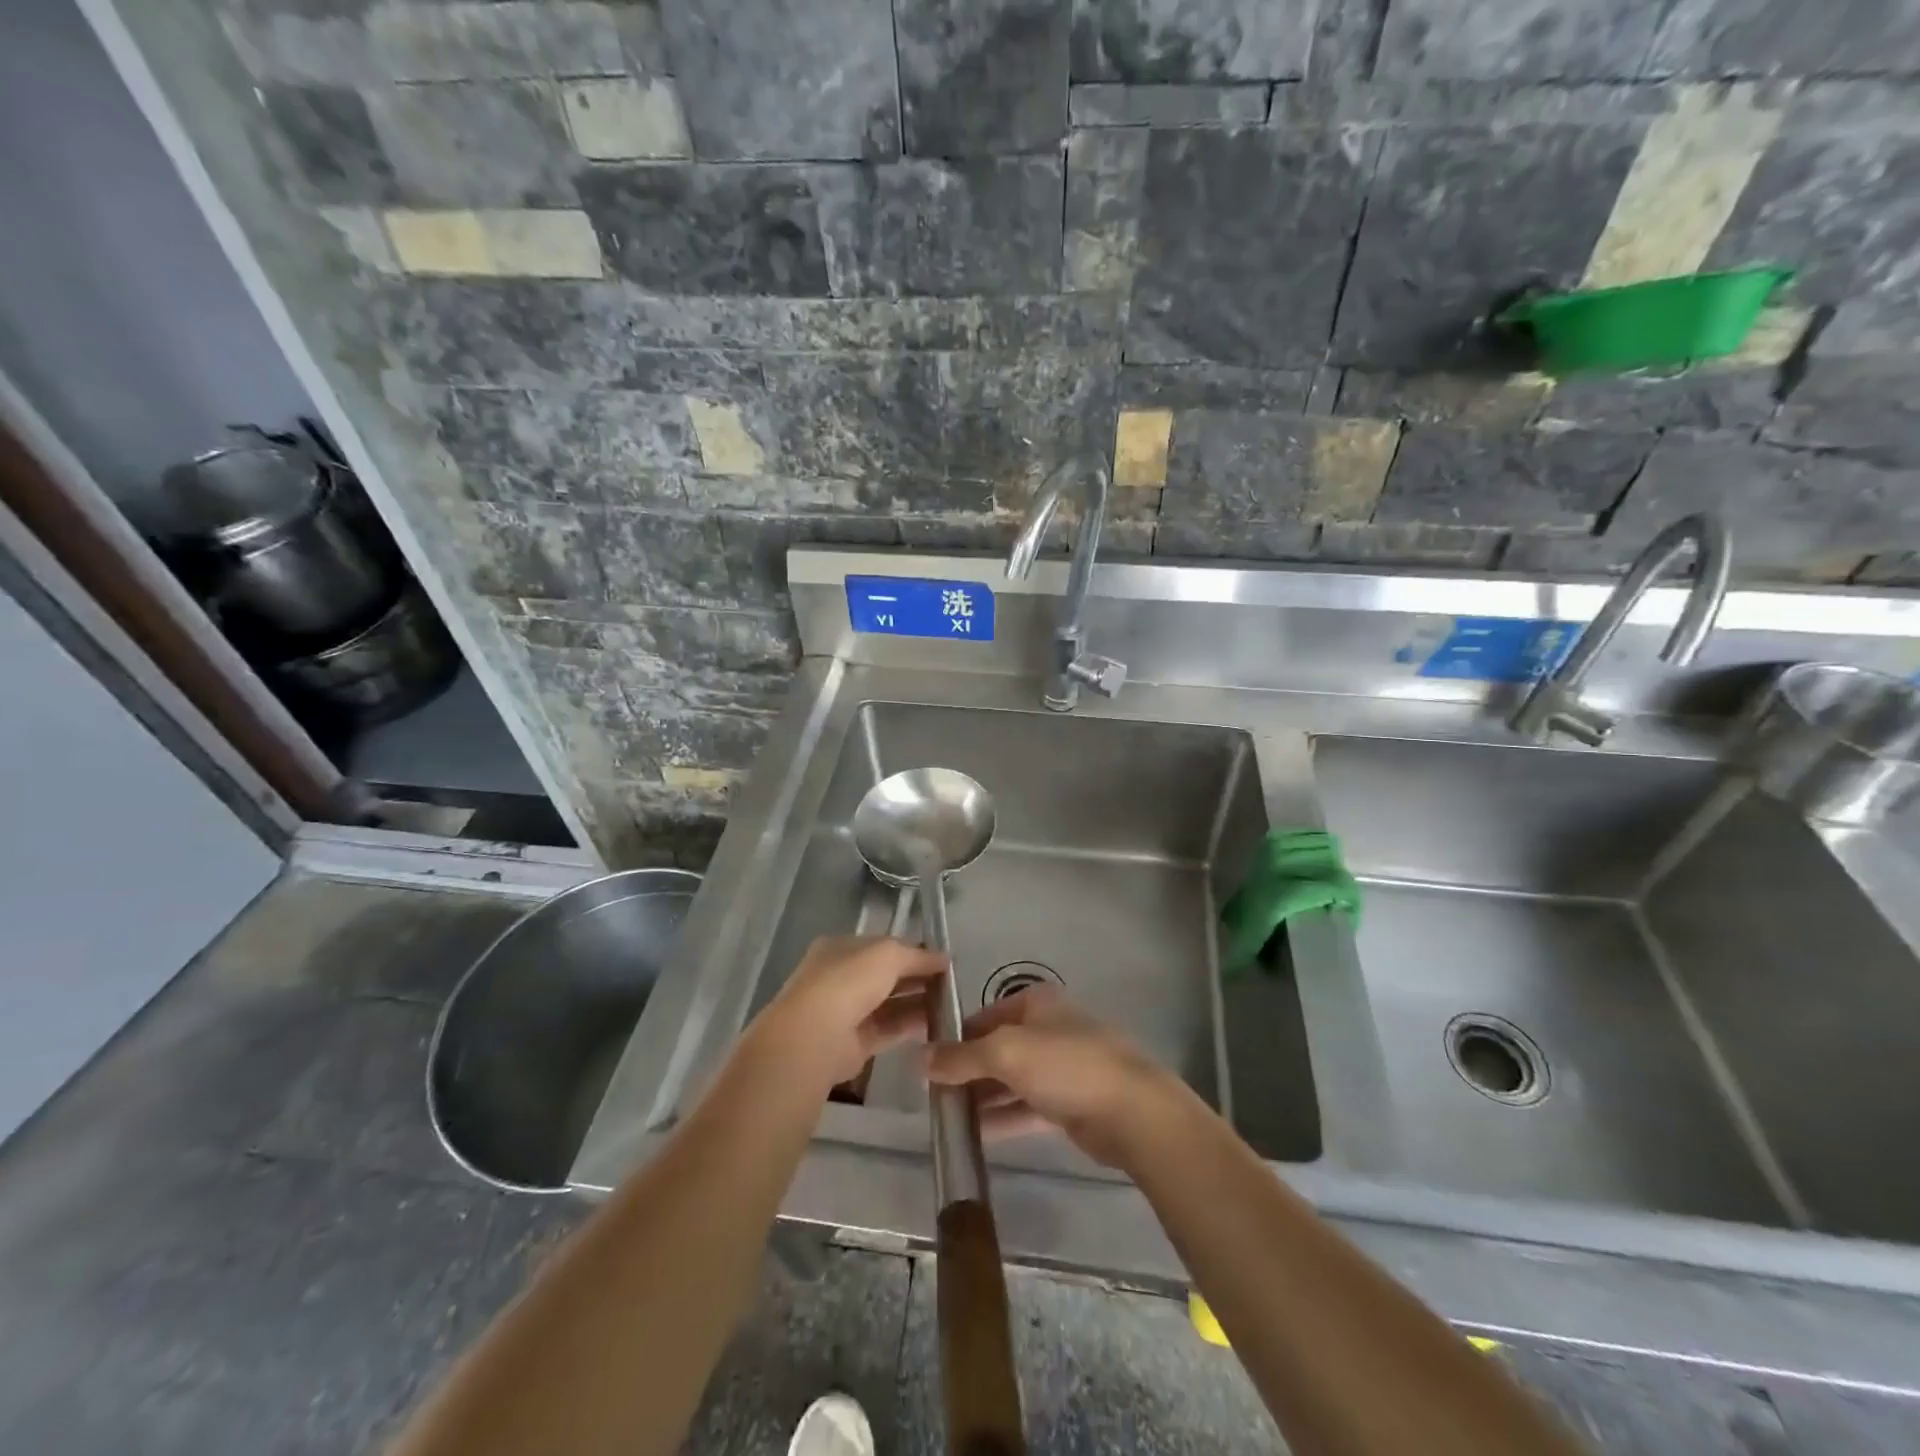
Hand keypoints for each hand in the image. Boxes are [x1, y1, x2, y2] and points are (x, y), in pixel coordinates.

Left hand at [748, 935, 946, 1088]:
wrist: (815, 1036)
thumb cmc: (848, 981)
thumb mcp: (888, 954)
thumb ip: (917, 955)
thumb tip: (944, 958)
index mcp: (841, 948)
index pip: (883, 946)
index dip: (913, 951)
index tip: (943, 960)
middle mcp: (841, 978)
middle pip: (886, 975)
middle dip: (917, 978)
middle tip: (952, 984)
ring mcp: (845, 1012)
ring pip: (888, 1004)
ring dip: (917, 1003)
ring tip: (950, 1005)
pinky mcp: (854, 1044)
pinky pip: (888, 1030)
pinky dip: (909, 1027)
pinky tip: (935, 1026)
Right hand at [922, 986, 1188, 1168]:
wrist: (1132, 1112)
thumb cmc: (1067, 1066)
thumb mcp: (1007, 1053)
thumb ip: (962, 1057)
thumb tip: (921, 1059)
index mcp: (1036, 1003)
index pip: (983, 1016)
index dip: (955, 1037)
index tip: (926, 1063)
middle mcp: (1047, 1029)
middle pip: (996, 1048)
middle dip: (966, 1070)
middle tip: (932, 1095)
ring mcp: (1060, 1067)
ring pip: (1011, 1080)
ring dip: (981, 1097)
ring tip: (946, 1118)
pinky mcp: (1069, 1103)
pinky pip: (1026, 1107)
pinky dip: (1002, 1117)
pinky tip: (974, 1134)